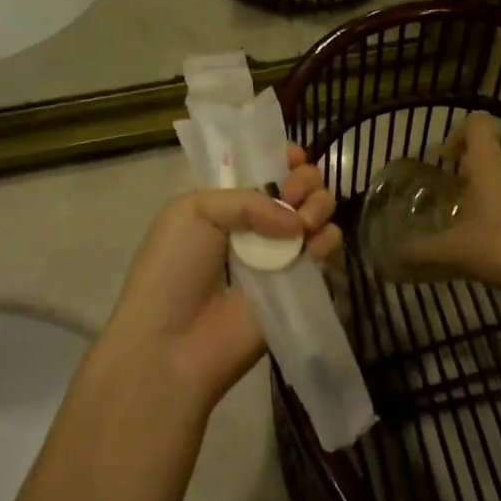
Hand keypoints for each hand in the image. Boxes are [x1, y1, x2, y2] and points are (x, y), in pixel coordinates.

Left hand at [100, 146, 341, 408]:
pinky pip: (324, 252)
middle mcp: (254, 225)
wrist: (170, 343)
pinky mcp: (297, 285)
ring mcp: (277, 255)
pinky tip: (316, 243)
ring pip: (315, 215)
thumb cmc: (172, 268)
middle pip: (296, 188)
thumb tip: (296, 220)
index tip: (295, 157)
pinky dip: (329, 239)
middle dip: (305, 180)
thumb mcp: (194, 211)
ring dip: (319, 205)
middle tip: (296, 191)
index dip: (282, 159)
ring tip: (304, 221)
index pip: (263, 170)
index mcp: (224, 202)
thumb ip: (249, 199)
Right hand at [391, 113, 500, 304]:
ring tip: (487, 237)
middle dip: (474, 179)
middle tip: (459, 208)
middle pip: (494, 159)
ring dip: (499, 202)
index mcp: (491, 166)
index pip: (477, 124)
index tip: (448, 161)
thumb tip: (394, 255)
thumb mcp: (457, 252)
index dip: (459, 133)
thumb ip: (424, 251)